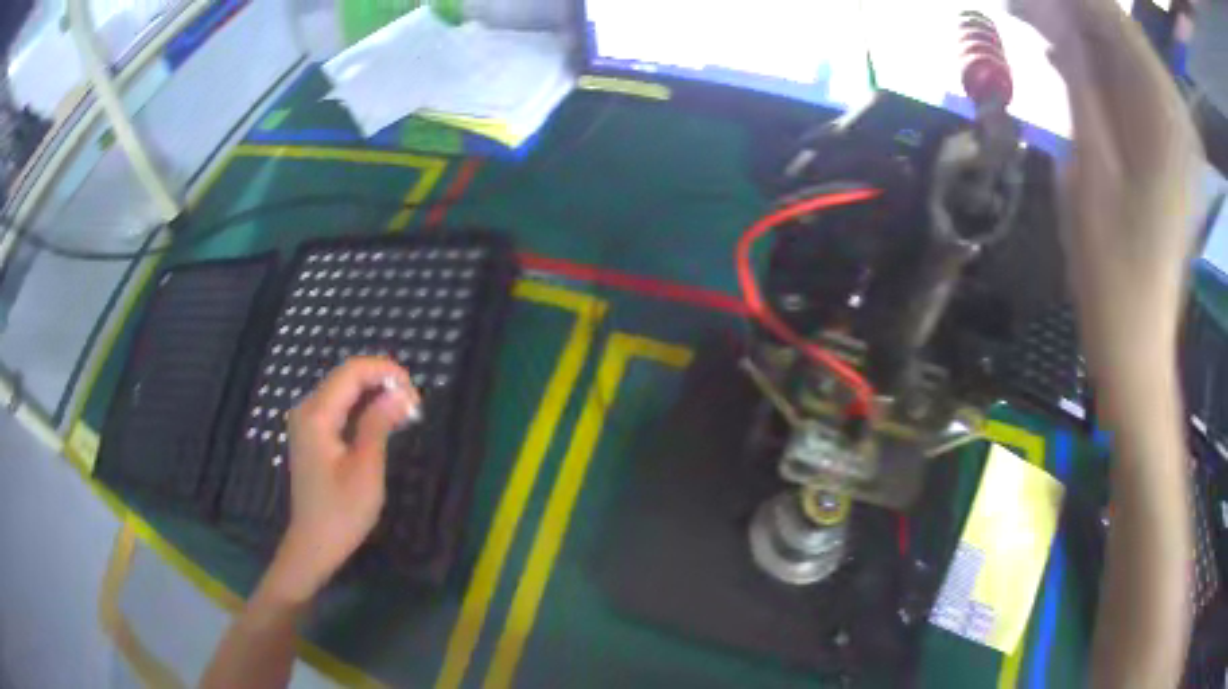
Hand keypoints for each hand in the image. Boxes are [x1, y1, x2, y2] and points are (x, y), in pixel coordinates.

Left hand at [265, 357, 420, 602]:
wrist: (314, 543)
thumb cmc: (341, 512)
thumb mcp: (366, 469)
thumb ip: (379, 425)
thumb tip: (401, 394)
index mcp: (316, 415)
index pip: (352, 372)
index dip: (386, 372)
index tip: (414, 395)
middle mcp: (306, 409)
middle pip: (346, 377)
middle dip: (382, 382)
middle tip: (413, 408)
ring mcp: (306, 421)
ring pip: (343, 390)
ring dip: (374, 394)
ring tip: (403, 415)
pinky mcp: (311, 433)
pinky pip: (338, 406)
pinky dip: (361, 408)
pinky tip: (380, 423)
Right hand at [1011, 0, 1201, 380]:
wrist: (1136, 336)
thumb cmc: (1111, 266)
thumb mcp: (1088, 164)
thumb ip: (1078, 79)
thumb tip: (1052, 12)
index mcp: (1167, 118)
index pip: (1116, 20)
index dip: (1073, 0)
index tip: (1030, 0)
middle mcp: (1177, 116)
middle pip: (1123, 33)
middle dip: (1073, 12)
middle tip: (1023, 10)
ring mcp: (1177, 133)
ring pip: (1126, 55)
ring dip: (1083, 36)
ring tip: (1035, 29)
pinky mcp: (1170, 148)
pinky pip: (1134, 85)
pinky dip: (1100, 67)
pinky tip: (1067, 62)